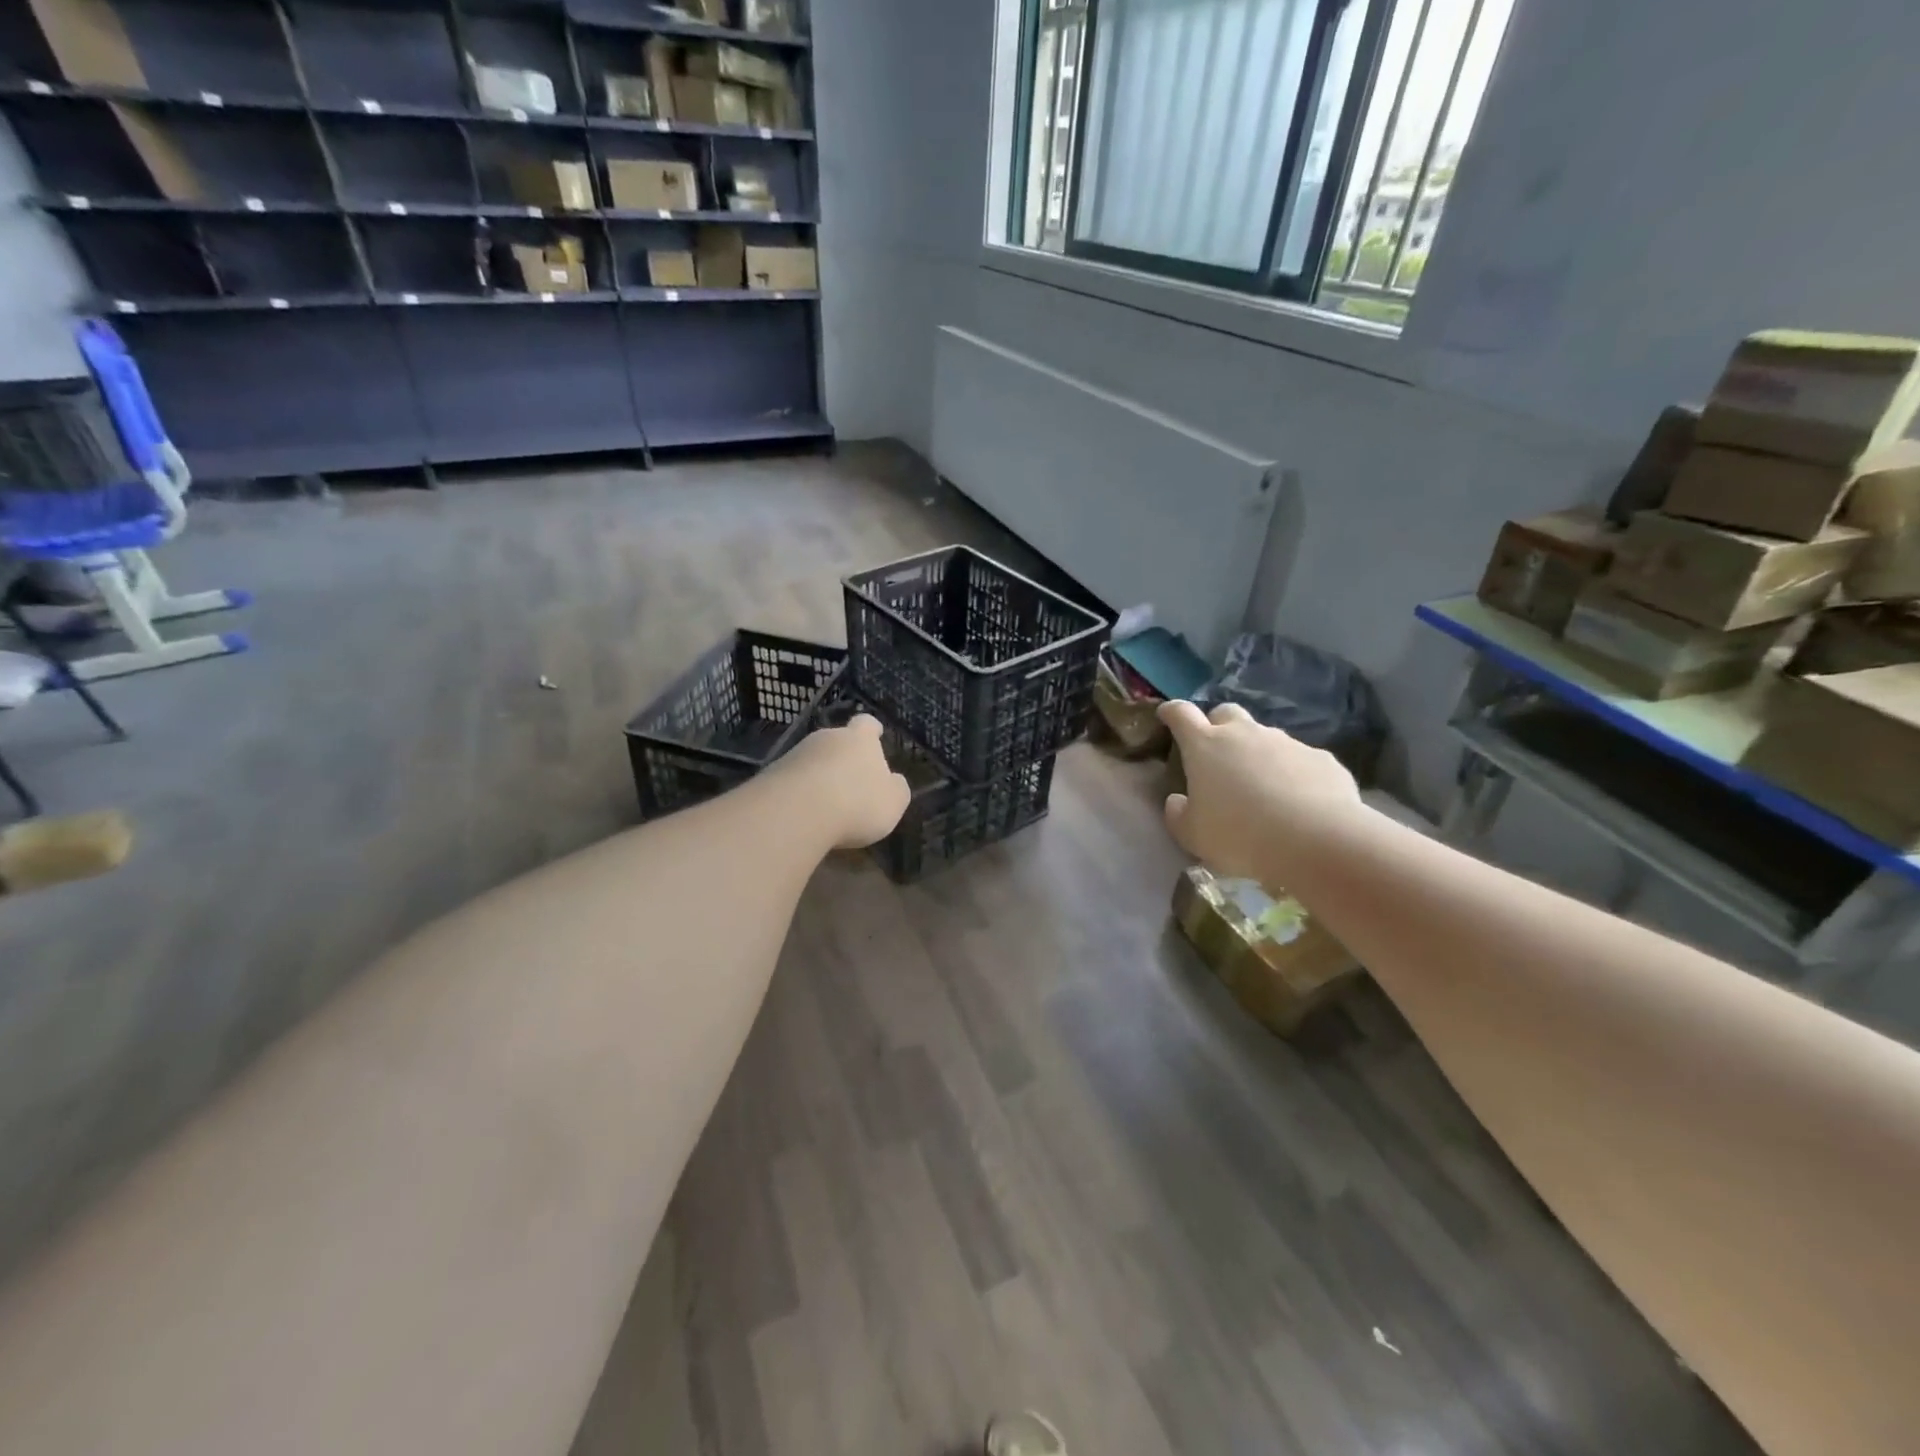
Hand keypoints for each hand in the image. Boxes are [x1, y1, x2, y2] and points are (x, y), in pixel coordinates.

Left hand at [775, 714, 911, 848]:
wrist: (797, 812)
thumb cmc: (857, 803)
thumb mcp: (893, 802)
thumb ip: (896, 789)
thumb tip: (893, 782)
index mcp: (860, 740)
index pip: (867, 724)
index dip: (872, 730)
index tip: (875, 734)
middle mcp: (827, 738)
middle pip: (837, 740)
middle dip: (843, 757)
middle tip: (851, 781)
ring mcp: (796, 754)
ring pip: (813, 759)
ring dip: (820, 775)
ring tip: (826, 803)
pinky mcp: (773, 774)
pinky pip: (792, 779)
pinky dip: (800, 792)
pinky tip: (804, 813)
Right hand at [1158, 700, 1360, 880]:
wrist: (1317, 841)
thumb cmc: (1240, 836)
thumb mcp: (1193, 835)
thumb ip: (1178, 814)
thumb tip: (1177, 801)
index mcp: (1205, 746)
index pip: (1181, 714)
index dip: (1172, 712)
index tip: (1167, 715)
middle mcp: (1245, 734)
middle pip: (1226, 713)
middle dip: (1217, 726)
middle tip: (1216, 755)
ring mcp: (1286, 742)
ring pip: (1265, 737)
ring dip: (1258, 754)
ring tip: (1262, 789)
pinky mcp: (1321, 758)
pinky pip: (1300, 760)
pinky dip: (1293, 774)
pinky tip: (1299, 803)